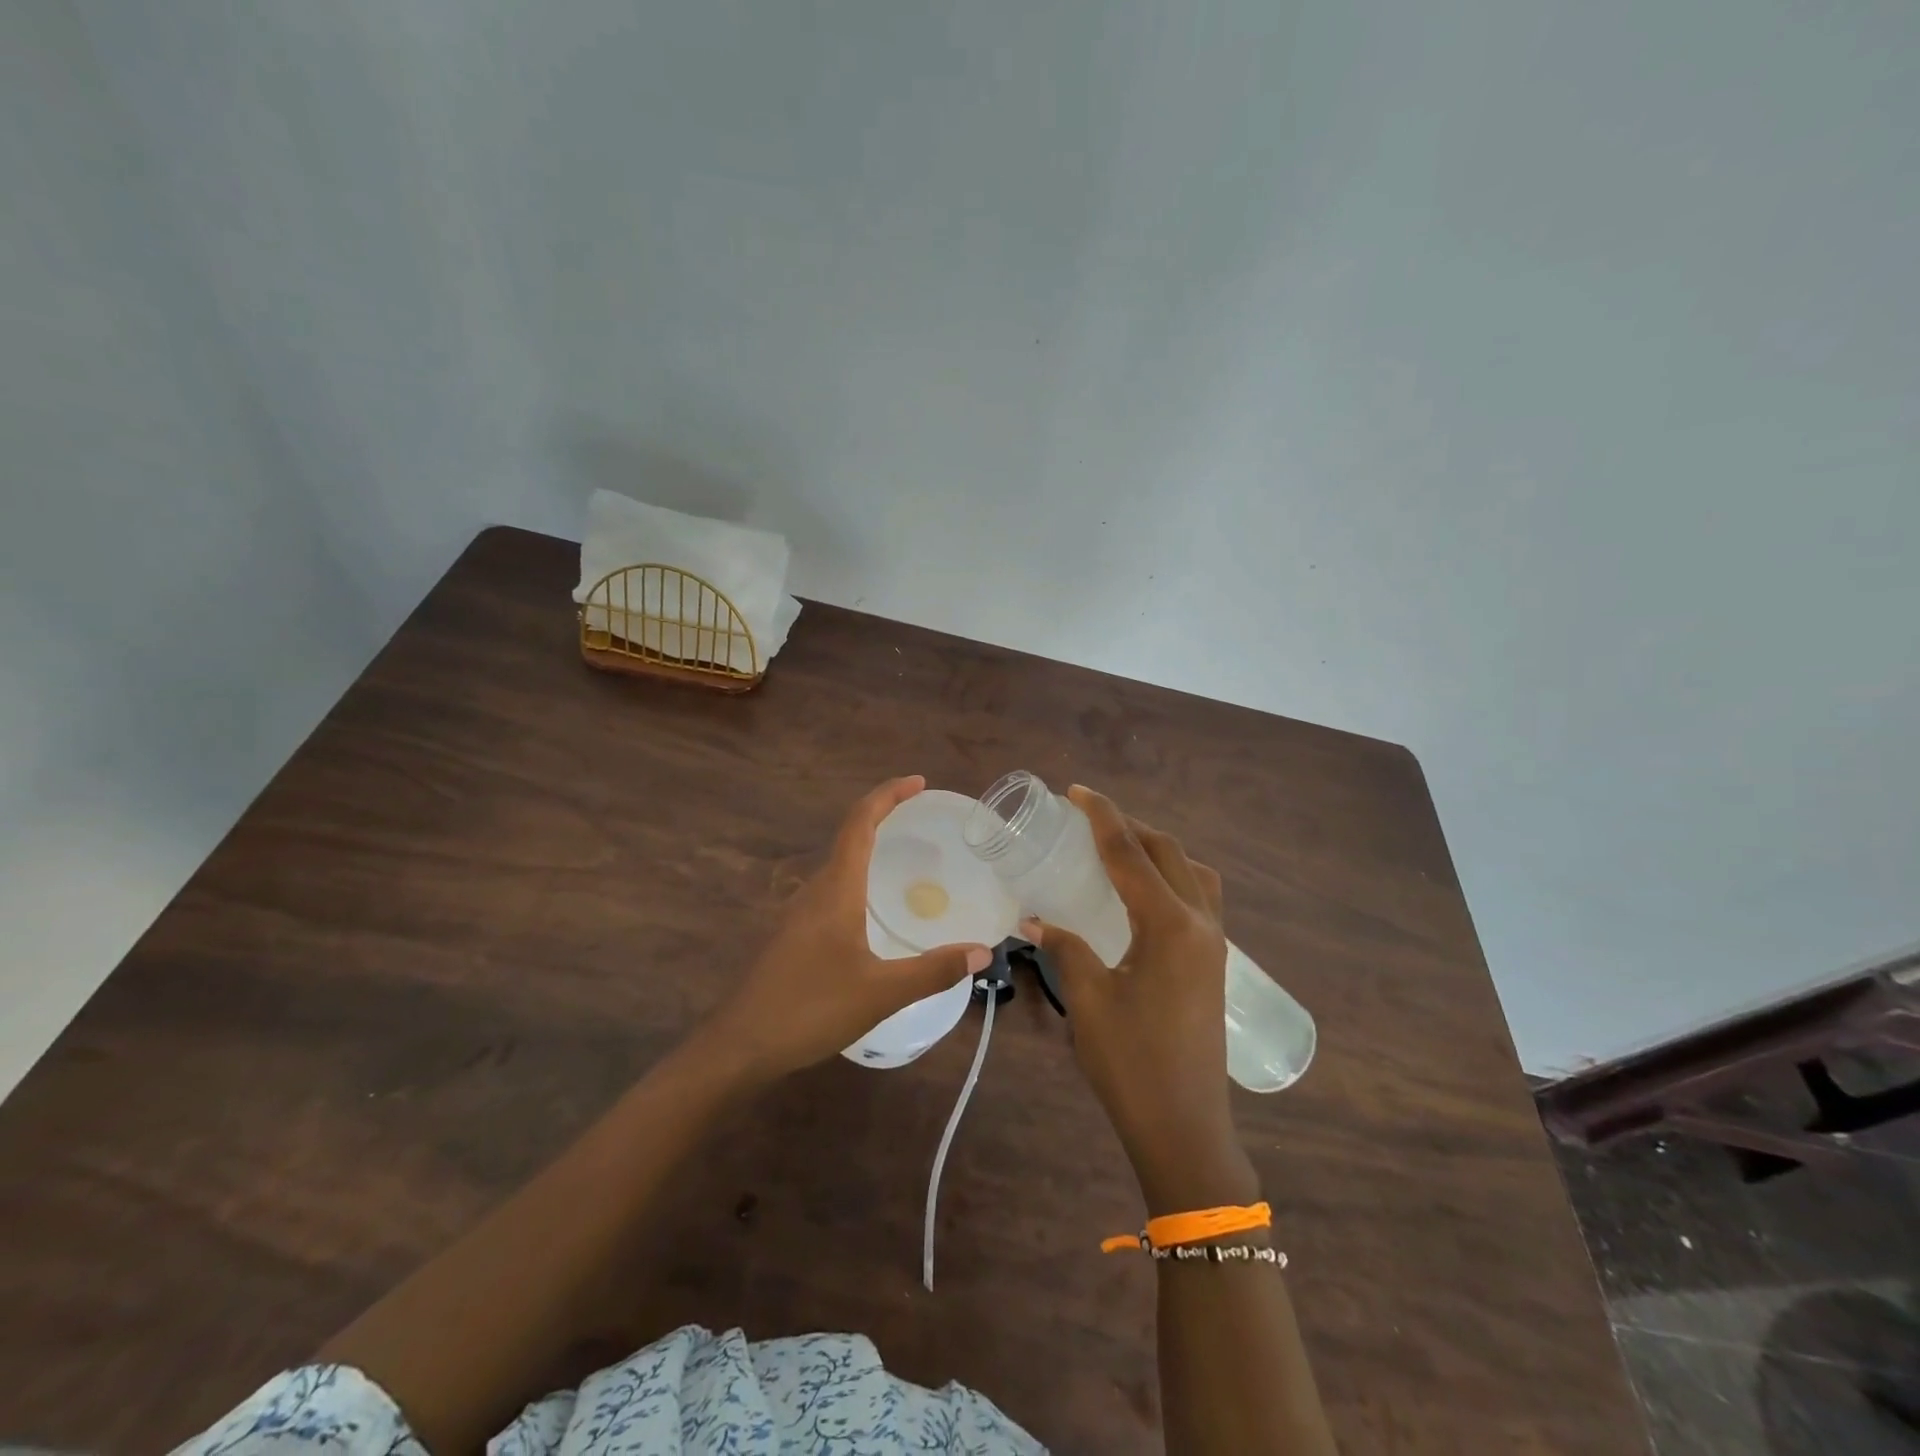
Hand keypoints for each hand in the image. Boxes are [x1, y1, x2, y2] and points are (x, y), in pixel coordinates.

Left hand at [702, 776, 992, 1081]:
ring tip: (905, 858)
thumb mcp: (881, 992)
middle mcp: (815, 890)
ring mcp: (800, 913)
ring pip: (839, 865)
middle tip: (923, 820)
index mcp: (835, 889)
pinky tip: (874, 910)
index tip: (918, 783)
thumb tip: (982, 953)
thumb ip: (933, 971)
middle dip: (883, 817)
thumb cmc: (810, 1008)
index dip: (887, 795)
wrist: (741, 1045)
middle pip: (849, 836)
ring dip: (869, 848)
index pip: (860, 823)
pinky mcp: (794, 935)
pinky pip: (832, 890)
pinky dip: (859, 879)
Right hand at [1024, 786, 1254, 1212]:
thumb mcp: (1089, 1000)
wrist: (1185, 1127)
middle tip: (1089, 817)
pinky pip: (1199, 898)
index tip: (1077, 791)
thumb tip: (1035, 920)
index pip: (1130, 854)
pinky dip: (1172, 877)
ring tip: (1120, 849)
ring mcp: (1214, 943)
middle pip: (1167, 852)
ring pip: (1192, 872)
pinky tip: (1144, 894)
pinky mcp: (1214, 962)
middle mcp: (1200, 923)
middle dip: (1130, 826)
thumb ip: (1065, 948)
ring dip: (1157, 849)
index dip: (1102, 817)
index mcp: (1169, 926)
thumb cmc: (1132, 1064)